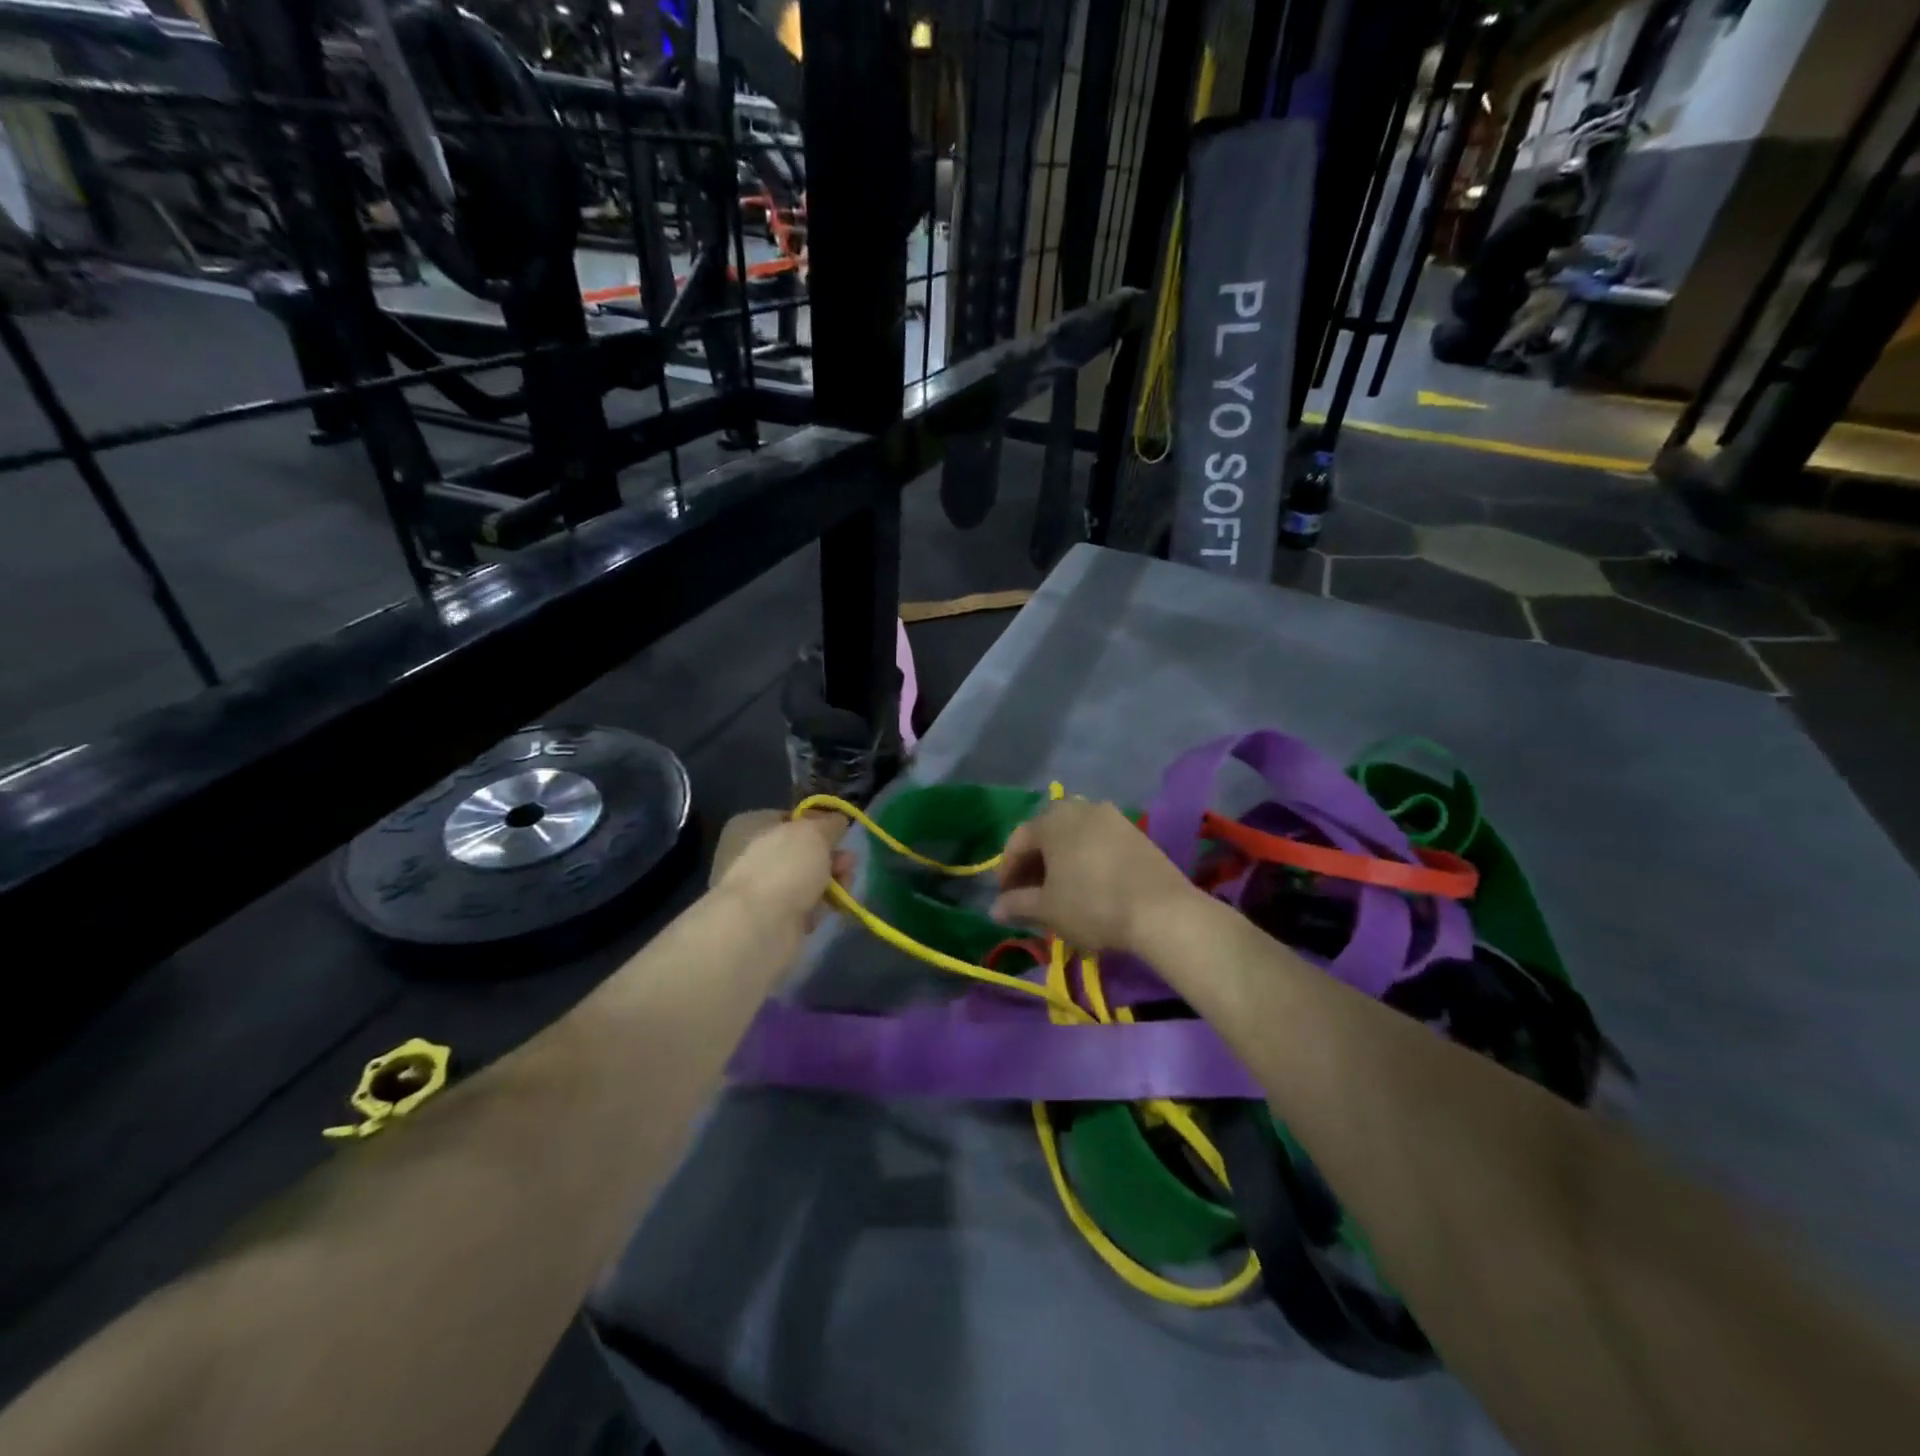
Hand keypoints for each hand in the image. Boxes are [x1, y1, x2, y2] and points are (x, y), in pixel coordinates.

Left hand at [710, 810, 852, 929]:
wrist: (761, 926)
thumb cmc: (784, 865)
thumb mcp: (814, 832)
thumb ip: (829, 824)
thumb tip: (838, 820)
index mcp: (750, 826)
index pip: (788, 818)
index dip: (816, 823)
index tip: (839, 832)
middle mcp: (750, 855)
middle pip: (800, 851)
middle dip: (830, 856)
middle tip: (849, 863)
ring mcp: (759, 890)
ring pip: (805, 879)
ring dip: (830, 881)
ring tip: (846, 886)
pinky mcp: (770, 919)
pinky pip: (802, 906)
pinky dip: (818, 906)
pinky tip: (830, 909)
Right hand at [991, 799, 1196, 953]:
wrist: (1161, 911)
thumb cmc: (1092, 905)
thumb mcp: (1047, 909)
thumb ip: (1017, 904)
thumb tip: (994, 908)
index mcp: (1052, 820)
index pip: (1017, 840)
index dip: (1006, 870)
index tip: (1005, 898)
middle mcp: (1080, 808)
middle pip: (1046, 833)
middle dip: (1034, 863)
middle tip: (1029, 893)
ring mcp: (1112, 817)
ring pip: (1074, 835)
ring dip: (1060, 859)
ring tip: (1059, 889)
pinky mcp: (1135, 832)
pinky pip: (1098, 840)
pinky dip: (1085, 858)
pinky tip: (1088, 883)